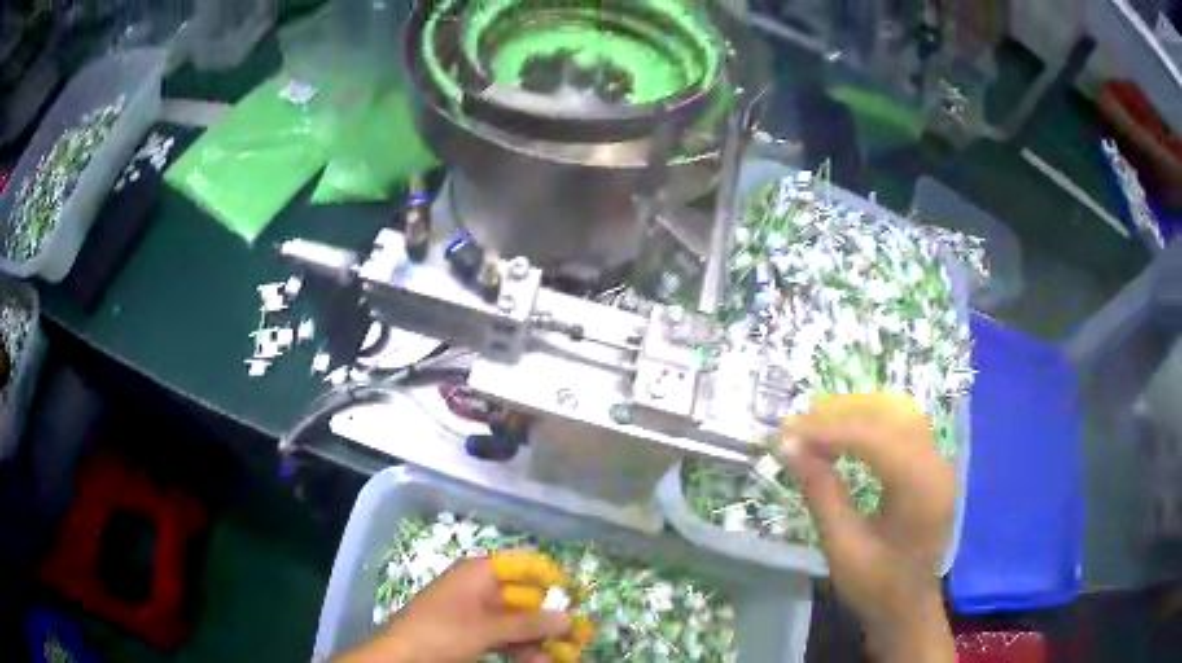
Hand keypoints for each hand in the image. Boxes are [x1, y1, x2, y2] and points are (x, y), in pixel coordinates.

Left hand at [337, 552, 591, 662]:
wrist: (402, 656)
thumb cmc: (441, 631)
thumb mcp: (487, 628)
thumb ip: (528, 622)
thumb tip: (570, 617)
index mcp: (479, 573)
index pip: (523, 563)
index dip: (551, 575)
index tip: (577, 593)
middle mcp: (480, 587)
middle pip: (524, 596)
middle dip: (550, 616)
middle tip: (577, 634)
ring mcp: (476, 611)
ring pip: (518, 620)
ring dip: (539, 637)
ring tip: (564, 655)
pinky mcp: (473, 632)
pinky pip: (506, 635)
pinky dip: (523, 647)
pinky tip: (540, 661)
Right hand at [778, 394, 954, 662]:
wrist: (908, 606)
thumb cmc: (876, 585)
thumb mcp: (842, 547)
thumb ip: (821, 492)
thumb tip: (789, 447)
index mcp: (921, 489)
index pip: (875, 439)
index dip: (829, 430)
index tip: (787, 434)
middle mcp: (936, 464)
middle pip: (889, 414)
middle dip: (841, 414)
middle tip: (797, 427)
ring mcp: (937, 461)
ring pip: (897, 413)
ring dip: (855, 413)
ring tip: (815, 426)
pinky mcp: (931, 465)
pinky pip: (901, 427)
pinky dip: (869, 424)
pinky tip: (843, 436)